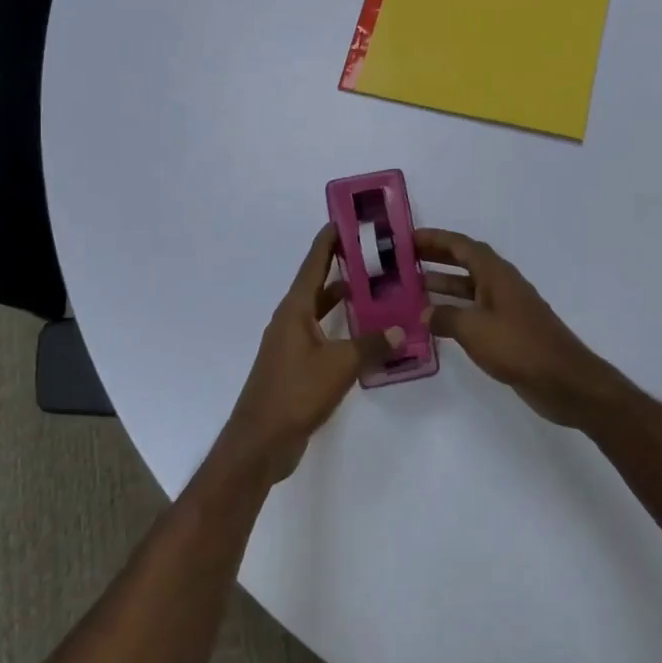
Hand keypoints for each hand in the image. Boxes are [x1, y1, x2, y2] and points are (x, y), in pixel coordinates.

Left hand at [217, 224, 403, 484]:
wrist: (261, 442)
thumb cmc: (296, 393)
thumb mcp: (340, 365)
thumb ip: (372, 345)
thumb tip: (401, 329)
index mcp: (295, 310)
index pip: (313, 264)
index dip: (328, 241)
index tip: (345, 220)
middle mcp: (290, 320)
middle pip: (318, 284)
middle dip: (342, 267)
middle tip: (373, 254)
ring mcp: (291, 345)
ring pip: (321, 311)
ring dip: (344, 299)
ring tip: (377, 289)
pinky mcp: (296, 367)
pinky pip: (323, 335)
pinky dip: (342, 328)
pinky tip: (365, 335)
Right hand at [415, 228, 628, 428]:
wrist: (563, 380)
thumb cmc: (518, 346)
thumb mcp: (474, 328)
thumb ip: (445, 316)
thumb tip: (425, 312)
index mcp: (495, 273)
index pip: (460, 245)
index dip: (434, 238)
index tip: (407, 237)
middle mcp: (501, 283)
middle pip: (465, 261)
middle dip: (436, 257)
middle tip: (404, 259)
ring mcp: (506, 307)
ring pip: (469, 287)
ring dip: (443, 284)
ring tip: (412, 288)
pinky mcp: (508, 330)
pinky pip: (475, 310)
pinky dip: (455, 309)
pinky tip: (436, 321)